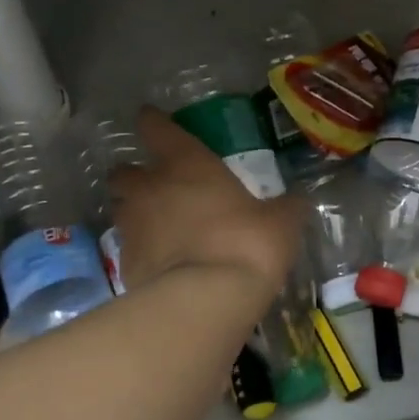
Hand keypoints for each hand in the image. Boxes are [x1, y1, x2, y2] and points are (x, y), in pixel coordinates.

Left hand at [108, 106, 306, 295]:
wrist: (206, 300)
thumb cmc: (246, 243)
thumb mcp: (281, 223)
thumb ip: (286, 207)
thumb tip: (299, 200)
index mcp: (186, 164)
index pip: (156, 128)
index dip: (153, 122)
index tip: (152, 119)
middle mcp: (150, 188)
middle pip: (124, 172)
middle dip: (134, 175)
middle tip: (154, 185)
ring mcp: (132, 227)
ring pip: (120, 208)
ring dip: (133, 212)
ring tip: (156, 225)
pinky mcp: (124, 264)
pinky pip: (128, 248)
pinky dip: (141, 250)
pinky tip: (161, 262)